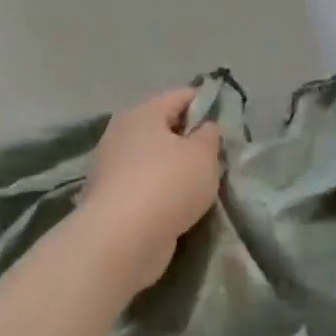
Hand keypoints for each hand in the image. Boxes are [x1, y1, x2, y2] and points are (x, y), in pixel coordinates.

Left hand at [79, 87, 223, 291]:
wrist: (121, 240)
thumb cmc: (168, 185)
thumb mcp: (203, 155)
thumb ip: (209, 136)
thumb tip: (204, 128)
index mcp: (142, 113)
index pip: (180, 95)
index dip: (206, 103)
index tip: (226, 122)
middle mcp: (121, 134)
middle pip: (163, 127)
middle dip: (189, 139)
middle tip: (216, 157)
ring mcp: (110, 168)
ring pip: (152, 159)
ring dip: (174, 169)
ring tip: (201, 186)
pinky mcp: (109, 199)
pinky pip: (143, 186)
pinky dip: (160, 192)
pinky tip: (178, 207)